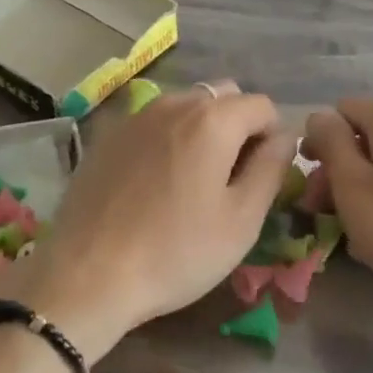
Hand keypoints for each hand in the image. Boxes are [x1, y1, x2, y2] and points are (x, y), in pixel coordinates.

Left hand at [11, 81, 292, 362]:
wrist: (87, 275)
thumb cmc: (176, 251)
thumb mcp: (242, 219)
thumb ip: (272, 168)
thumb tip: (285, 136)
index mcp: (213, 119)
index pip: (263, 106)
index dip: (272, 138)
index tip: (260, 178)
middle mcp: (175, 103)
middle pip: (224, 97)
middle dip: (238, 127)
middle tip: (230, 178)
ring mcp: (136, 116)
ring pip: (186, 106)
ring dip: (202, 130)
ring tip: (191, 180)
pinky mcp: (108, 135)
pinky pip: (153, 122)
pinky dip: (167, 138)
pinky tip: (154, 182)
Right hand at [302, 98, 372, 319]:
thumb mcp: (352, 185)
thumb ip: (330, 141)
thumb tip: (321, 117)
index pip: (341, 112)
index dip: (320, 145)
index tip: (312, 186)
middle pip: (368, 137)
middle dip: (342, 171)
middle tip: (326, 213)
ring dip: (367, 187)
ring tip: (358, 231)